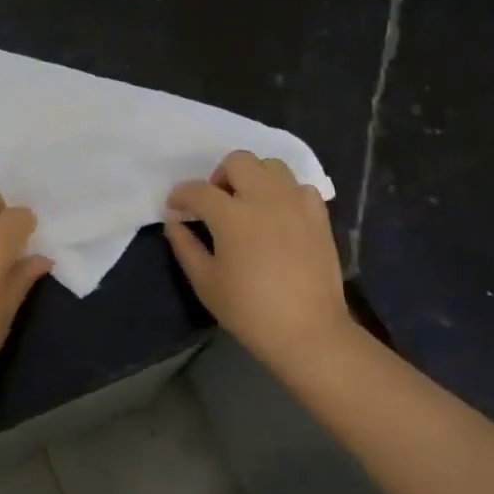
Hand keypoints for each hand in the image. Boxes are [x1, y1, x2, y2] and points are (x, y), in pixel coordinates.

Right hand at [165, 151, 354, 364]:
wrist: (308, 332)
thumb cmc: (249, 311)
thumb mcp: (206, 282)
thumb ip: (185, 246)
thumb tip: (174, 222)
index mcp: (232, 216)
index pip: (198, 190)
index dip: (180, 195)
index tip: (175, 207)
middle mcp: (265, 198)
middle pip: (238, 160)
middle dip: (219, 176)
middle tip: (216, 203)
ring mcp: (296, 203)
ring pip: (271, 166)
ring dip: (253, 177)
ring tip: (248, 204)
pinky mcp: (319, 215)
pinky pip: (299, 187)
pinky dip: (284, 193)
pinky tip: (278, 216)